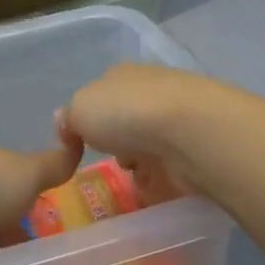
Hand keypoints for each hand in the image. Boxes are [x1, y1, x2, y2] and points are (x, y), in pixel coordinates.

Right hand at [58, 63, 222, 202]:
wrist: (191, 132)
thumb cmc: (126, 114)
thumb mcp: (78, 109)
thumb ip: (68, 118)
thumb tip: (66, 123)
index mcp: (122, 75)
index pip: (101, 95)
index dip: (89, 120)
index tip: (82, 144)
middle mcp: (152, 91)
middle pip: (126, 122)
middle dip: (118, 144)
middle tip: (110, 163)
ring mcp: (178, 119)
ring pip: (150, 145)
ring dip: (141, 165)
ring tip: (133, 181)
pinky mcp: (198, 147)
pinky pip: (172, 168)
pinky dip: (163, 182)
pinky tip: (155, 190)